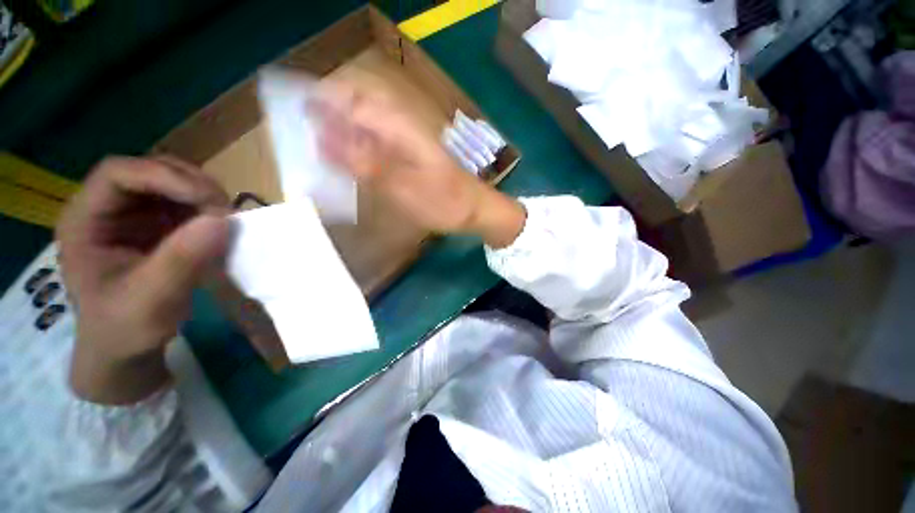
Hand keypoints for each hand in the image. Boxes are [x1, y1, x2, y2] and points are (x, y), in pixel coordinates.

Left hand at [57, 156, 231, 404]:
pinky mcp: (157, 225)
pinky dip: (208, 208)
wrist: (125, 347)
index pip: (118, 174)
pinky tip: (220, 225)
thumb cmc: (125, 328)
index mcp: (84, 221)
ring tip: (226, 217)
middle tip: (225, 209)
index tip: (209, 201)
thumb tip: (223, 220)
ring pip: (171, 182)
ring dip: (203, 194)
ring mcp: (133, 215)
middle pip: (148, 171)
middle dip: (190, 184)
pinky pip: (185, 202)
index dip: (163, 176)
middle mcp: (107, 209)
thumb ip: (181, 260)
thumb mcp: (150, 300)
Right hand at [311, 81, 525, 247]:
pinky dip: (360, 150)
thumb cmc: (444, 202)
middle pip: (354, 105)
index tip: (296, 125)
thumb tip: (322, 138)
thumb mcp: (402, 187)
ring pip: (364, 123)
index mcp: (398, 125)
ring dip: (343, 136)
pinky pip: (377, 140)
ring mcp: (407, 137)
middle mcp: (401, 123)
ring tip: (327, 160)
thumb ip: (364, 163)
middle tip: (312, 148)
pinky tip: (354, 167)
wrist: (475, 209)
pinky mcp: (410, 152)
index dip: (318, 104)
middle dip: (328, 120)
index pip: (347, 97)